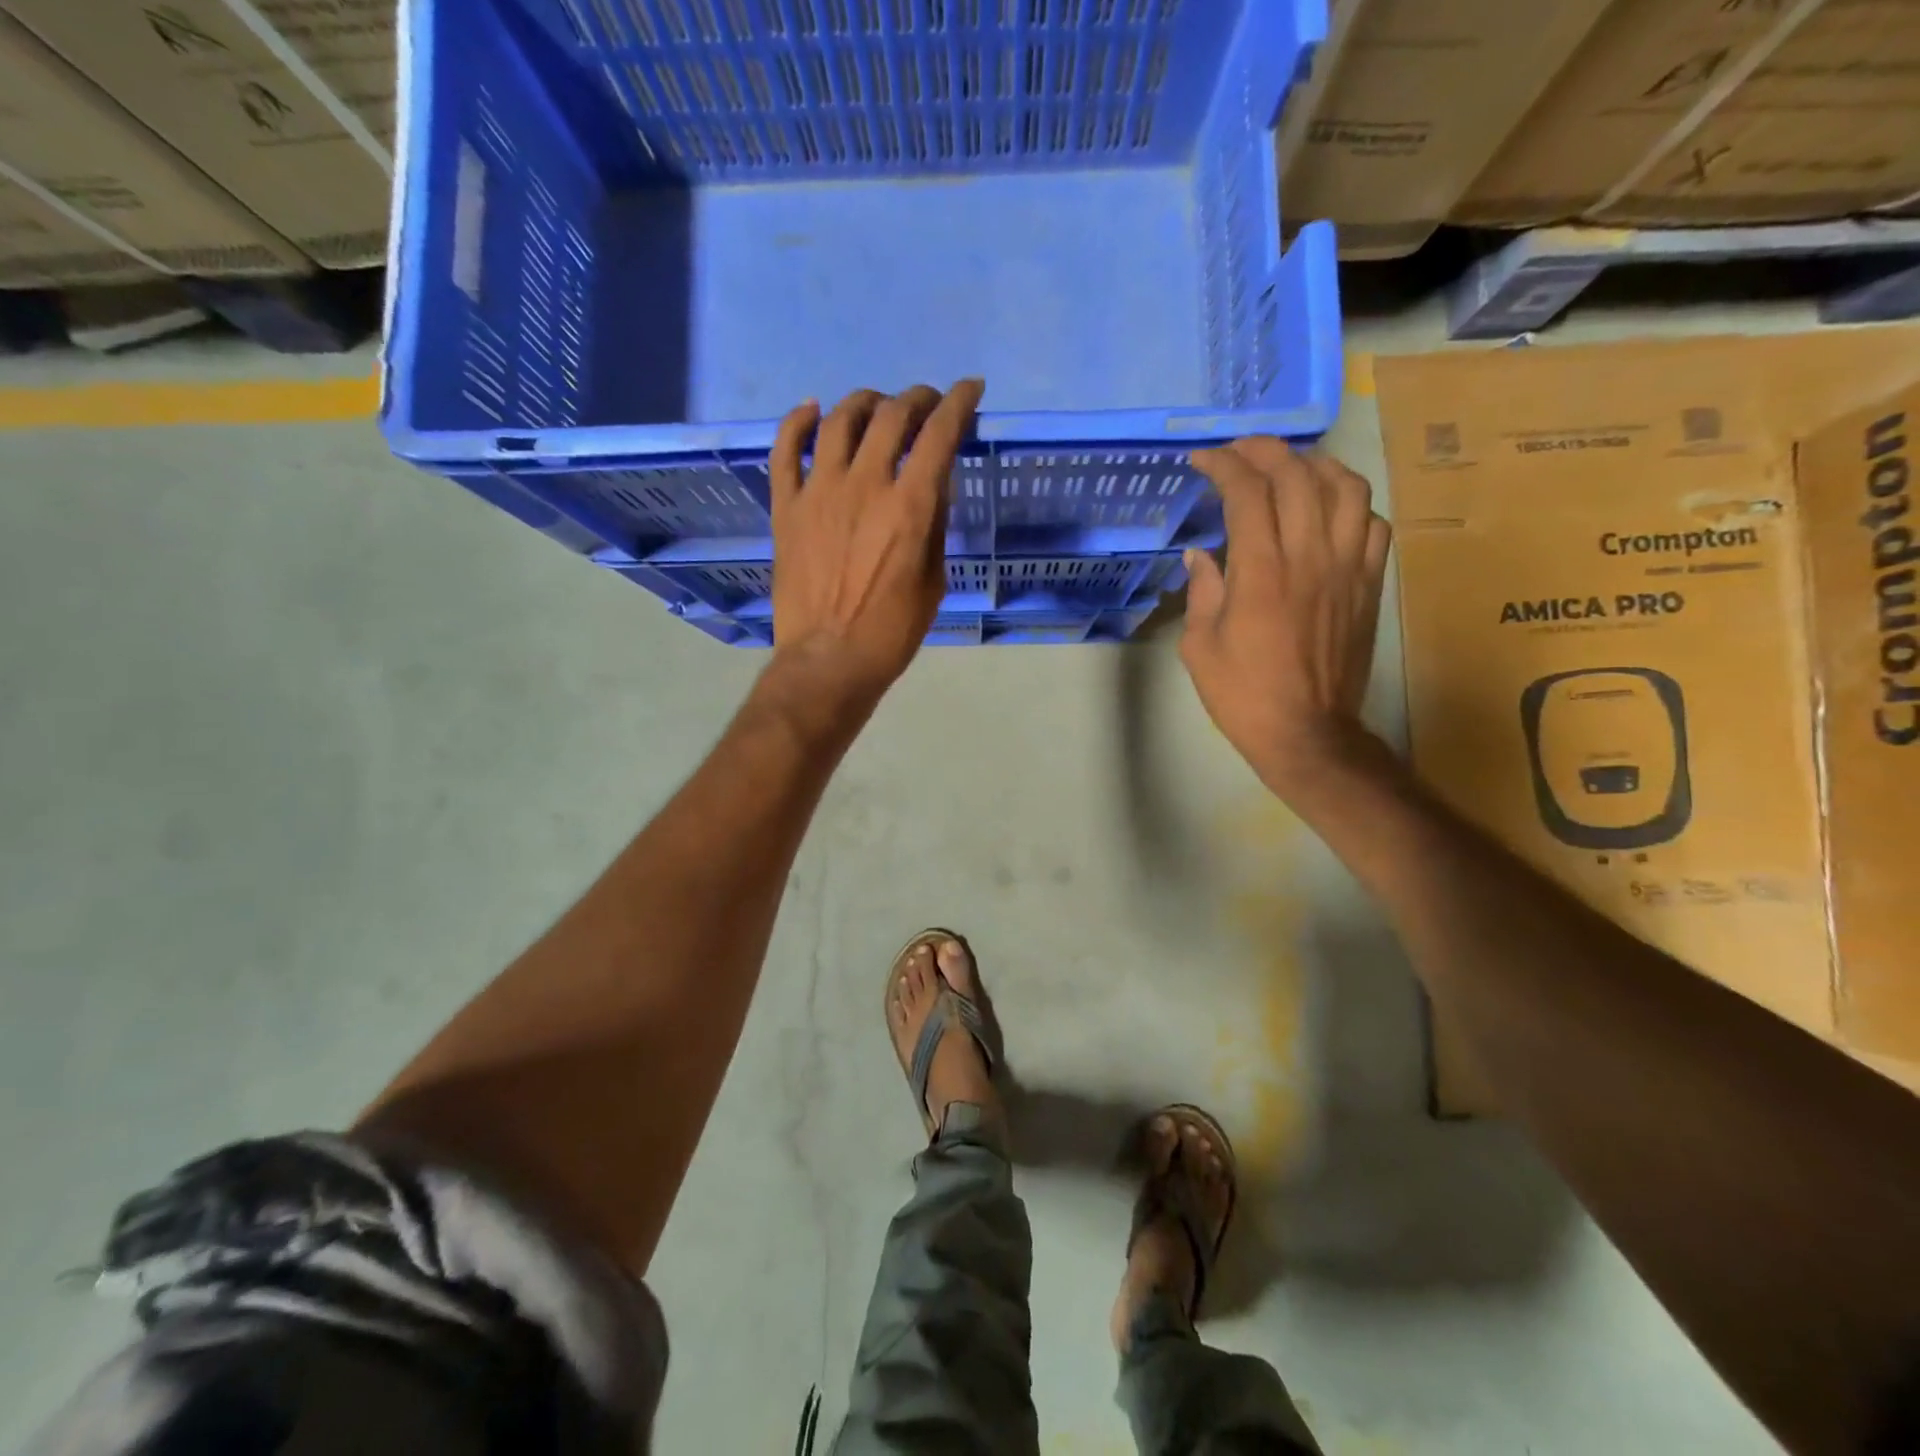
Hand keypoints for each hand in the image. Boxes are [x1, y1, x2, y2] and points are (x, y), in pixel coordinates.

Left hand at [764, 380, 983, 718]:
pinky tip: (812, 410)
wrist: (829, 661)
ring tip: (877, 407)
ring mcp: (819, 492)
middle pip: (891, 415)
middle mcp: (865, 484)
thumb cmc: (892, 631)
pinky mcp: (786, 506)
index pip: (939, 433)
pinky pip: (785, 448)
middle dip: (917, 398)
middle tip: (926, 404)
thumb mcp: (933, 580)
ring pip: (840, 419)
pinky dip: (798, 421)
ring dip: (865, 402)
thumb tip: (932, 482)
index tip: (971, 390)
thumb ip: (934, 524)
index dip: (959, 402)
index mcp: (909, 506)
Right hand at [1180, 436, 1390, 795]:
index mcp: (1260, 572)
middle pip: (1297, 476)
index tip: (1203, 460)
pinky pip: (1372, 524)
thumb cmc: (1242, 694)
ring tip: (1291, 468)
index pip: (1247, 493)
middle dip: (1264, 451)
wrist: (1307, 732)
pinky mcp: (1369, 585)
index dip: (1224, 465)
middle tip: (1239, 452)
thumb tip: (1201, 554)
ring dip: (1315, 465)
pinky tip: (1329, 509)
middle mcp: (1308, 556)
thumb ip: (1202, 590)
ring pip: (1345, 488)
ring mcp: (1347, 568)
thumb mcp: (1199, 646)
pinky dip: (1350, 503)